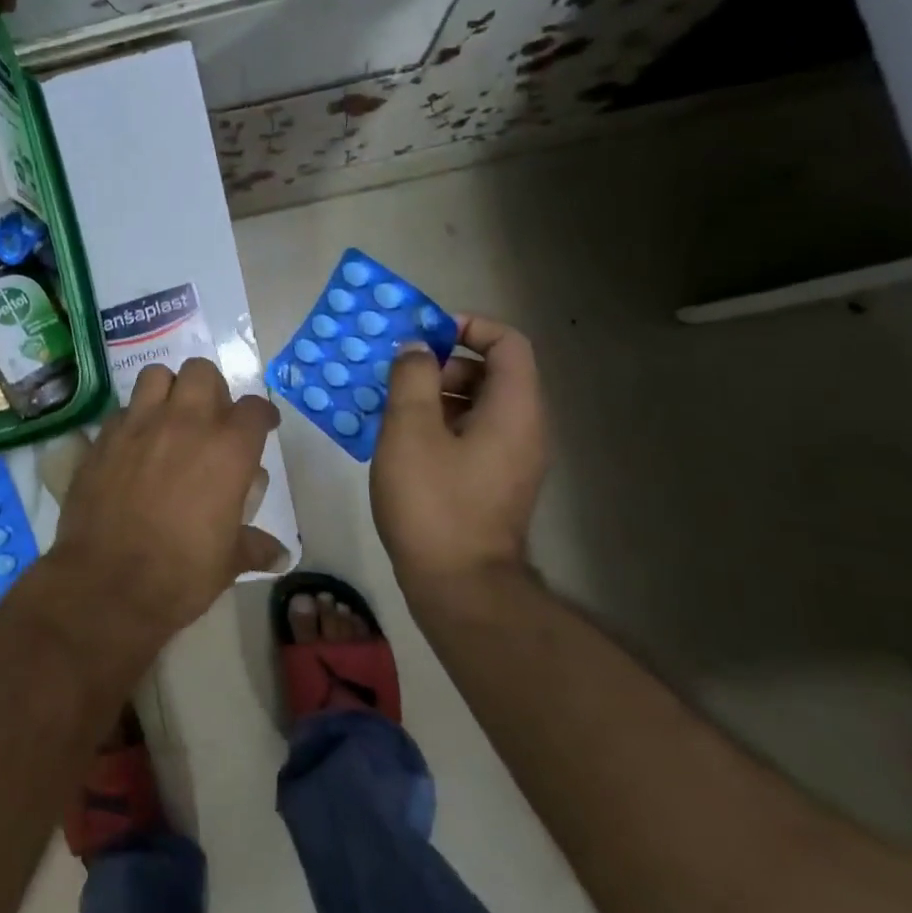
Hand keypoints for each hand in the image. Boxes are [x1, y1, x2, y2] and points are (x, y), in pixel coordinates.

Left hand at [32, 359, 283, 665]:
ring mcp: (139, 424)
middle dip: (210, 389)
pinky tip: (132, 445)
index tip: (262, 425)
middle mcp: (185, 423)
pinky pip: (121, 410)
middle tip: (209, 418)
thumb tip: (280, 555)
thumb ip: (254, 546)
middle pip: (202, 372)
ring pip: (156, 375)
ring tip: (168, 417)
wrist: (108, 582)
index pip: (254, 409)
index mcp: (228, 449)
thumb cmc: (181, 573)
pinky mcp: (103, 437)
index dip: (261, 416)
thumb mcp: (228, 562)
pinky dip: (132, 419)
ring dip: (167, 390)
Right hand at [370, 314, 548, 601]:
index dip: (468, 327)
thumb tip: (415, 348)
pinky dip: (438, 425)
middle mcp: (523, 429)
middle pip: (491, 372)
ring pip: (476, 405)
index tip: (423, 335)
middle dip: (442, 363)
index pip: (508, 342)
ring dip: (434, 395)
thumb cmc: (433, 502)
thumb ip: (411, 378)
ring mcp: (510, 459)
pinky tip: (398, 443)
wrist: (459, 585)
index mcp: (514, 409)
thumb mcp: (410, 430)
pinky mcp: (493, 483)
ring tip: (388, 409)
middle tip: (396, 376)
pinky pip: (470, 434)